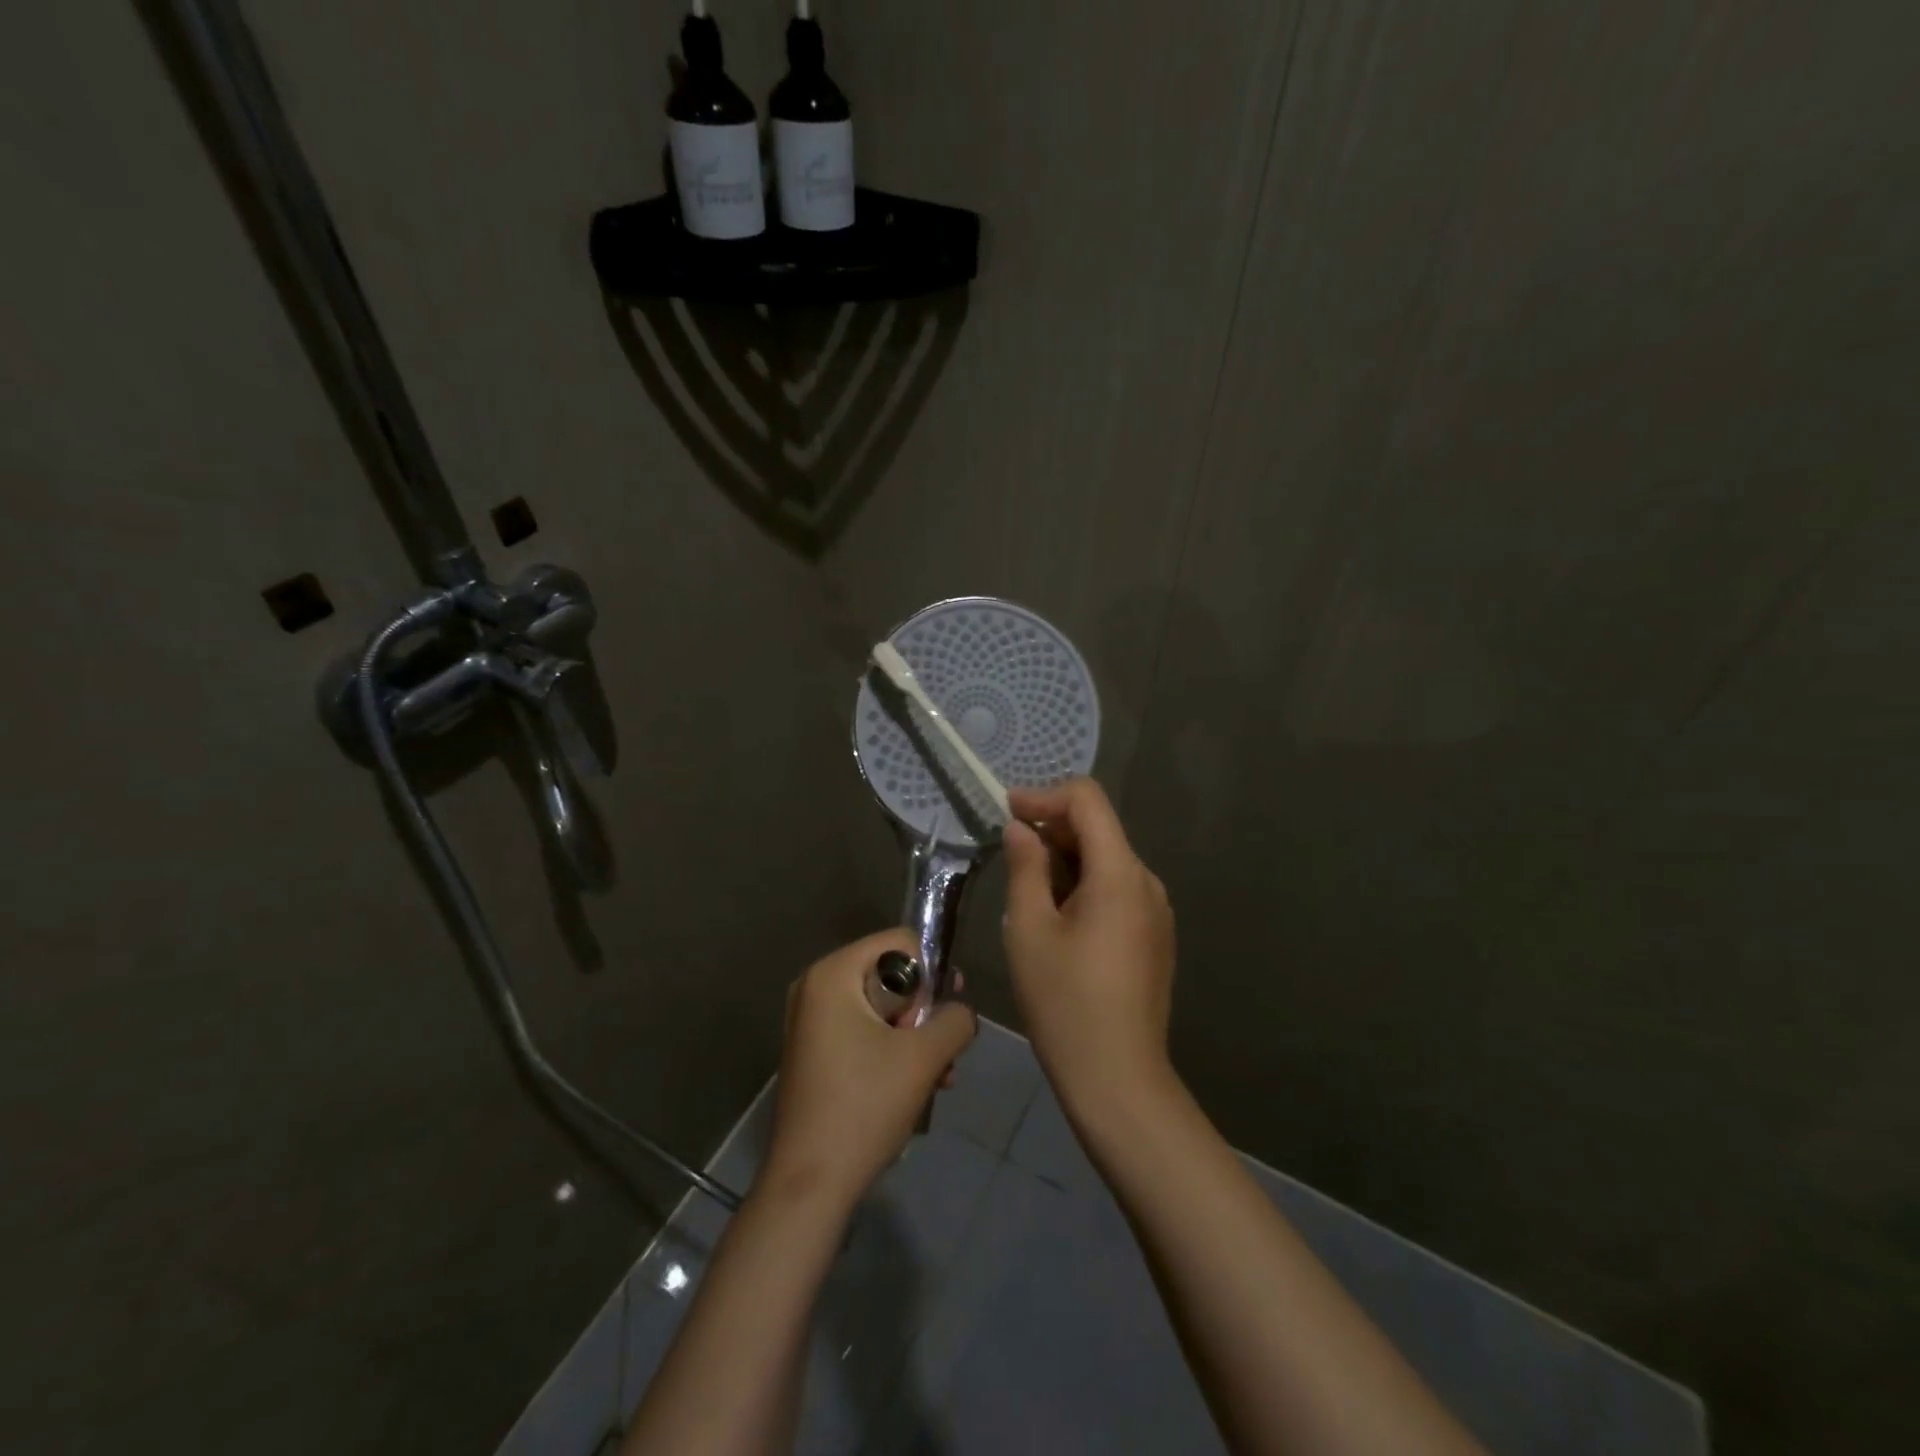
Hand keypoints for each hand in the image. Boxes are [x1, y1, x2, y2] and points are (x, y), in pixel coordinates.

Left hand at [760, 928, 977, 1211]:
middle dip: (924, 1014)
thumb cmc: (865, 1107)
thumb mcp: (924, 1057)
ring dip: (915, 1039)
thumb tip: (961, 1011)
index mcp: (833, 973)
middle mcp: (815, 987)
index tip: (944, 1013)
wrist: (810, 1185)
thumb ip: (956, 1020)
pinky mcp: (815, 1052)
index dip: (932, 973)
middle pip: (891, 976)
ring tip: (939, 1078)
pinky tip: (917, 1089)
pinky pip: (864, 1032)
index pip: (901, 942)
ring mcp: (811, 1021)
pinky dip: (892, 1053)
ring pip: (882, 1009)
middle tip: (942, 1051)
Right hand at [1002, 778, 1176, 1121]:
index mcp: (1120, 873)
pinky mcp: (1154, 936)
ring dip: (1065, 860)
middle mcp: (1146, 882)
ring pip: (1107, 861)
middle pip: (1099, 829)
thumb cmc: (1065, 1002)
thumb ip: (1025, 868)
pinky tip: (1056, 918)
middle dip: (1051, 829)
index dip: (1044, 796)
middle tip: (1008, 853)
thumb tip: (1021, 828)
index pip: (1088, 800)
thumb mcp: (1030, 929)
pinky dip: (1084, 886)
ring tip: (1027, 892)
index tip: (1007, 813)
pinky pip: (1117, 891)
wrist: (1118, 1079)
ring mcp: (1156, 911)